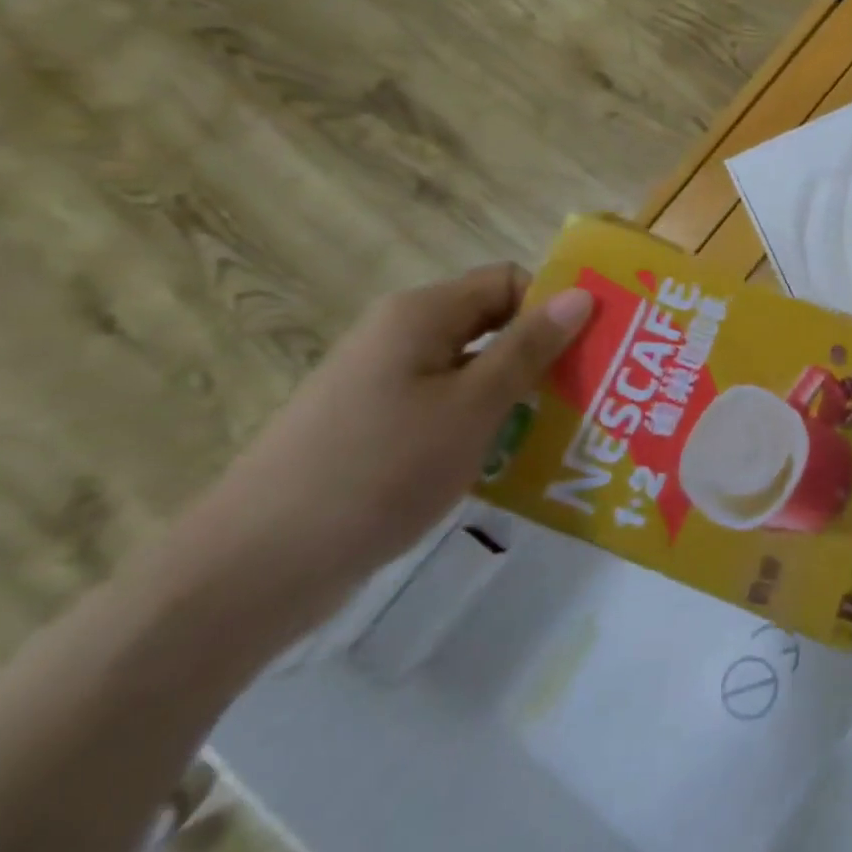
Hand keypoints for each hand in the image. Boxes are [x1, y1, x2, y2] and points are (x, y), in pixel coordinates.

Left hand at [187, 264, 591, 620]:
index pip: (509, 281)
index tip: (599, 345)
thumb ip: (529, 347)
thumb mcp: (472, 406)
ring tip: (569, 428)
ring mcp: (384, 386)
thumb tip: (581, 294)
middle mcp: (401, 337)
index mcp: (421, 315)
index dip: (555, 305)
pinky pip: (449, 408)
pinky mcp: (376, 430)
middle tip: (597, 390)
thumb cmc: (378, 471)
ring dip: (520, 393)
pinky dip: (486, 423)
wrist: (252, 571)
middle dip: (547, 353)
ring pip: (474, 371)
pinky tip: (515, 460)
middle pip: (494, 324)